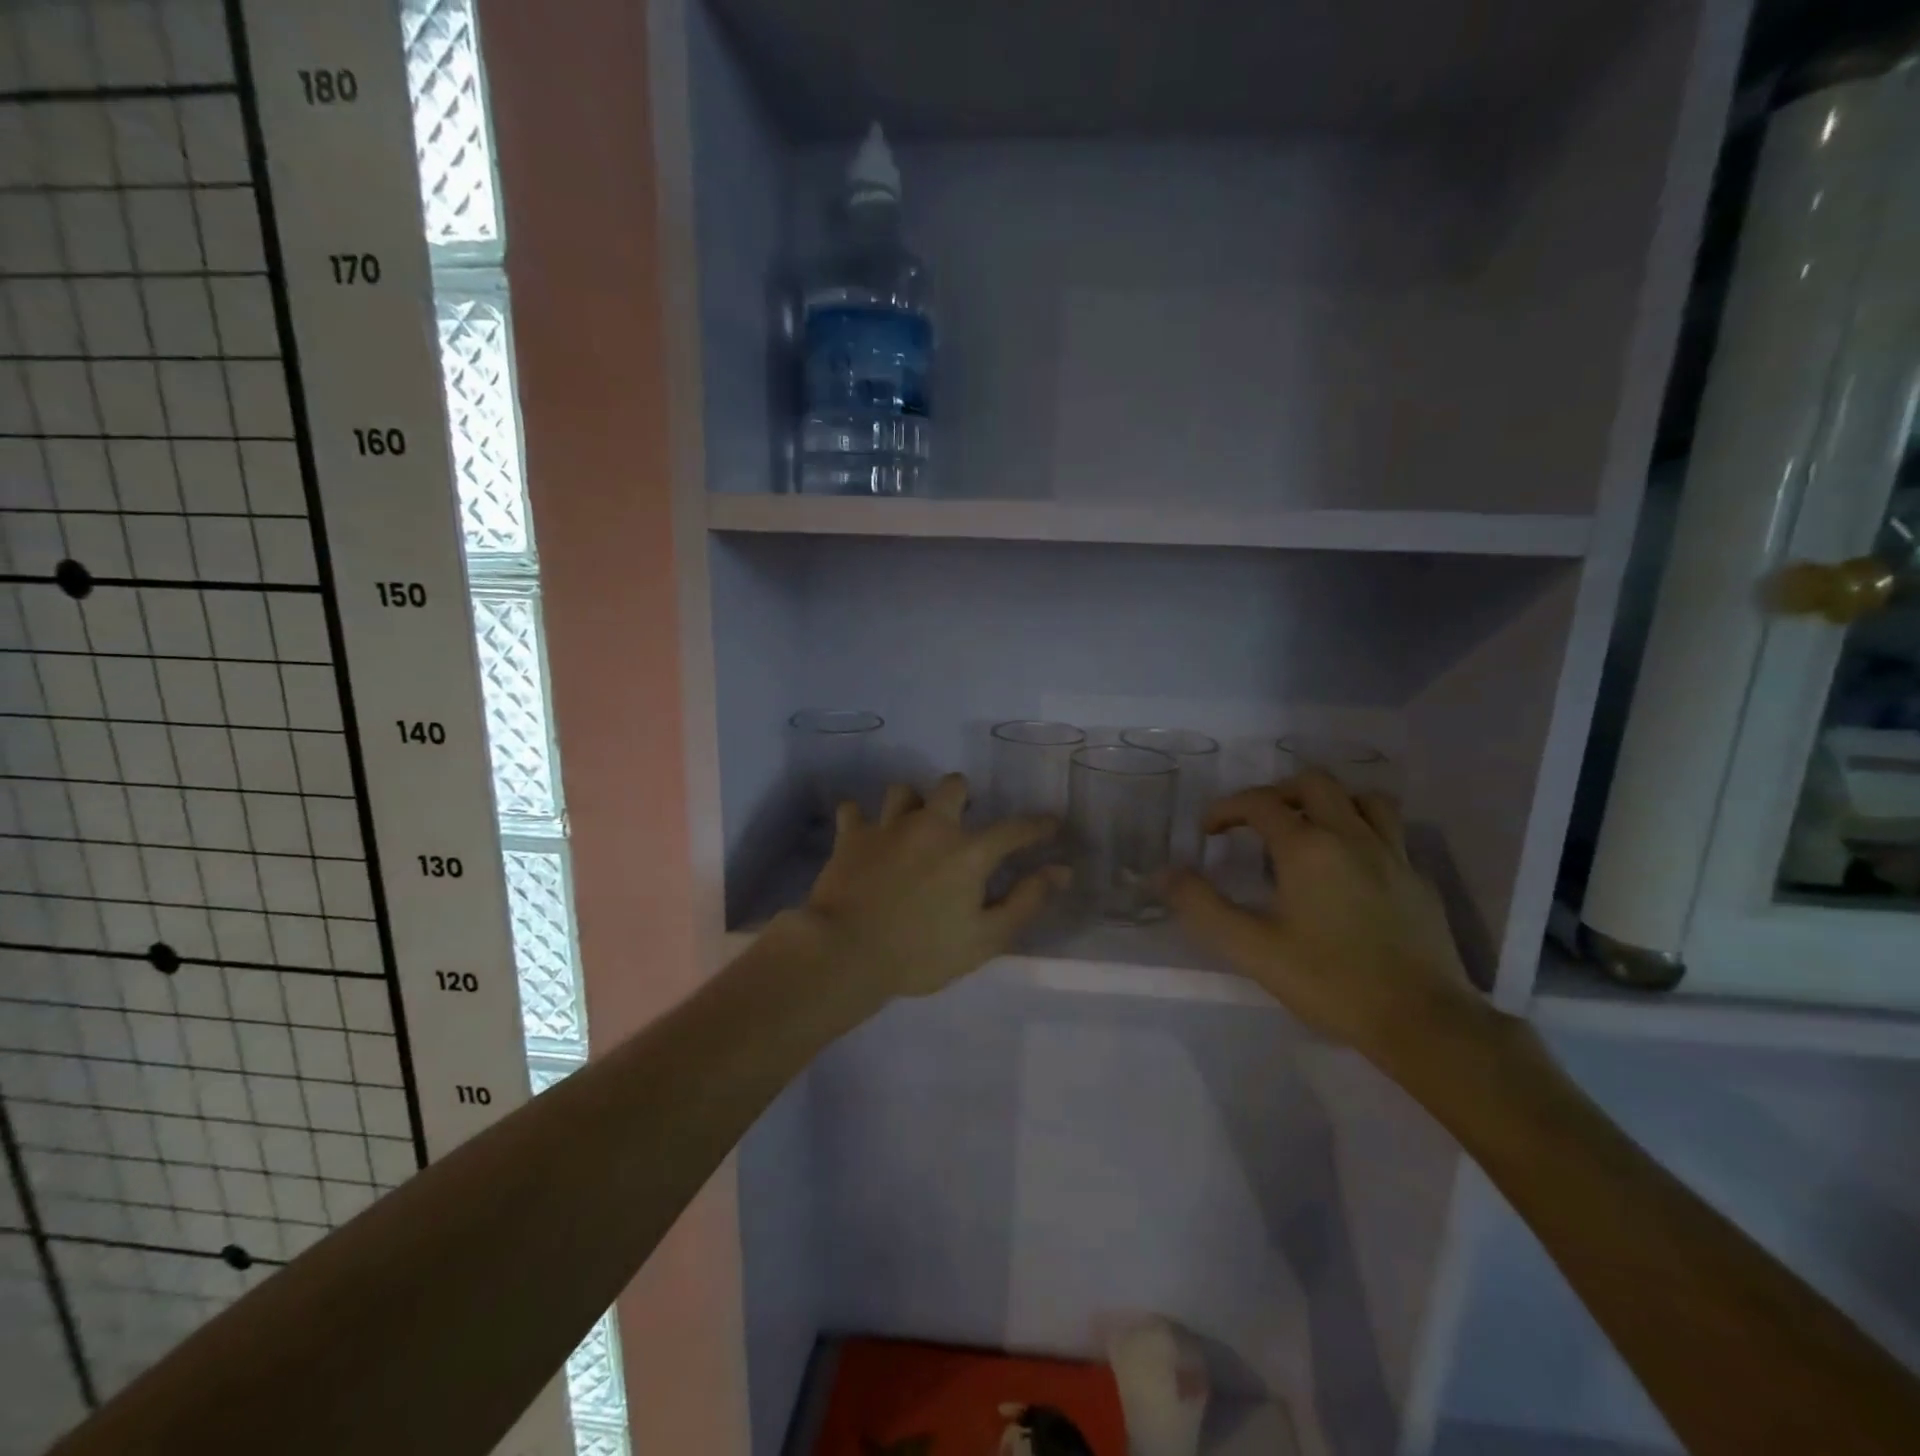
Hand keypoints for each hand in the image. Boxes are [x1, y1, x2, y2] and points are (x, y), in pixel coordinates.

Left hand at [785, 773, 1067, 1001]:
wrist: (846, 953)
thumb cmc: (921, 953)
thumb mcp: (986, 938)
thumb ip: (1026, 901)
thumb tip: (1060, 871)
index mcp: (968, 851)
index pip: (1014, 829)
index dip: (1037, 825)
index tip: (1051, 822)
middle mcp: (930, 826)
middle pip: (952, 786)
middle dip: (962, 796)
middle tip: (960, 821)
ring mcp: (887, 827)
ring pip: (903, 791)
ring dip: (912, 804)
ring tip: (912, 825)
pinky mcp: (851, 837)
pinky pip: (853, 811)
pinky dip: (860, 820)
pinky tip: (865, 835)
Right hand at [1164, 772, 1489, 1071]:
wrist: (1422, 1022)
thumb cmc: (1330, 981)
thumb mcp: (1252, 949)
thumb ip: (1202, 906)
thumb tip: (1163, 874)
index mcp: (1308, 847)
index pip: (1260, 803)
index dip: (1226, 809)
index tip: (1209, 831)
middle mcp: (1351, 837)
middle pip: (1314, 783)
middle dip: (1277, 793)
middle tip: (1257, 821)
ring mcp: (1393, 855)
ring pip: (1364, 798)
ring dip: (1330, 802)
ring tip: (1310, 828)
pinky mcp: (1419, 880)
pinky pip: (1390, 833)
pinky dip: (1363, 833)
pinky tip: (1352, 868)